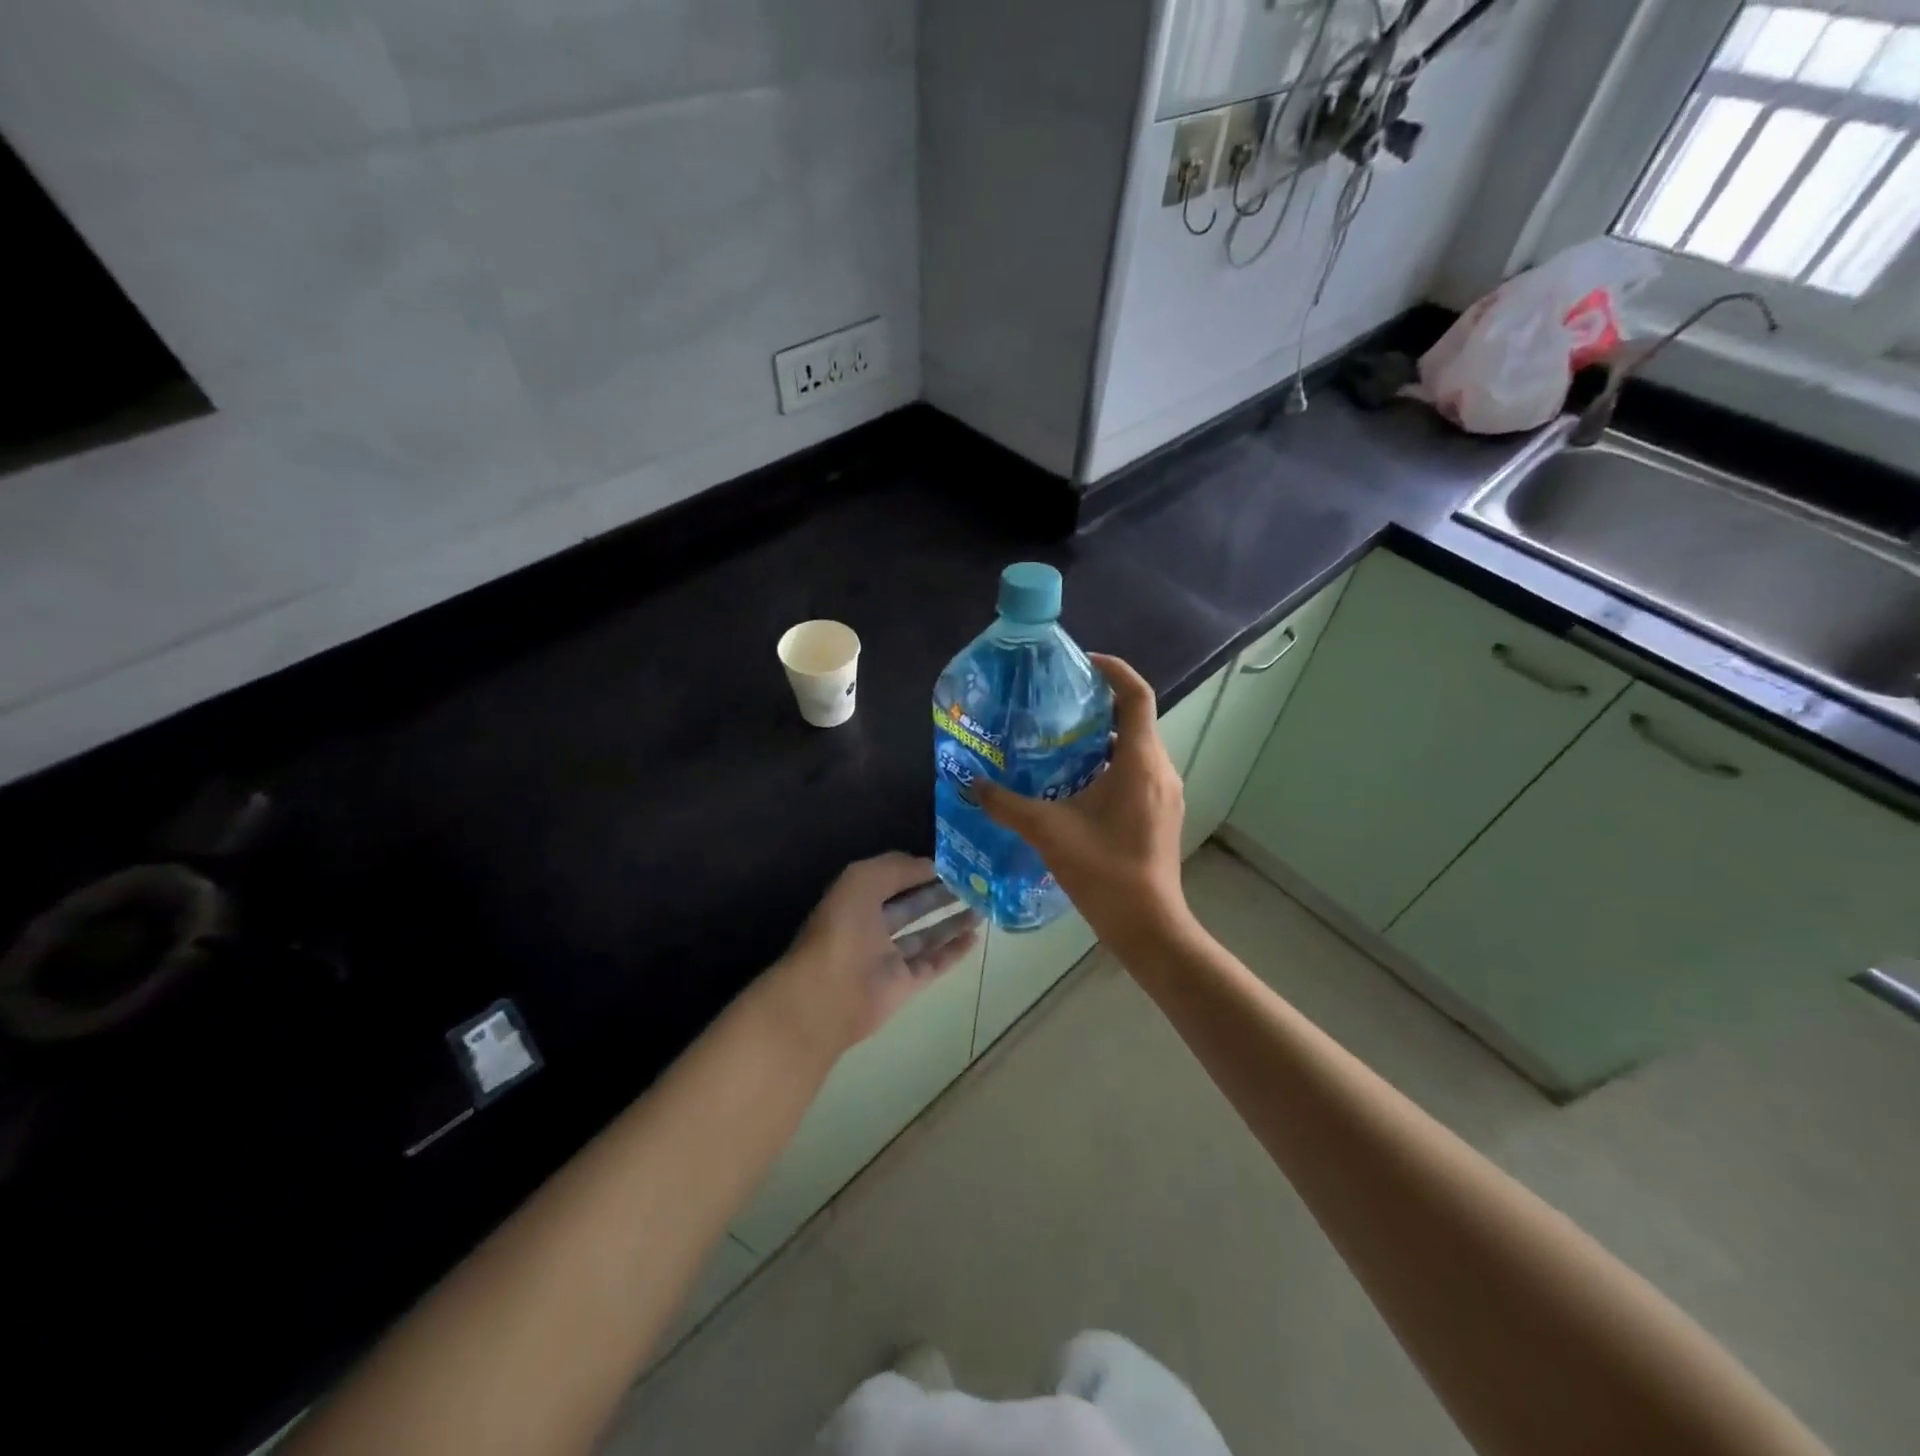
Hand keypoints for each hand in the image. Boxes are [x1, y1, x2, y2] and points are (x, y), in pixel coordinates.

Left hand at [775, 852, 980, 1057]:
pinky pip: (934, 963)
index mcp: (857, 900)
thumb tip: (932, 865)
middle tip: (975, 883)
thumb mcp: (863, 880)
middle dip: (940, 893)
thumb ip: (897, 868)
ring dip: (952, 920)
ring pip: (926, 934)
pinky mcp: (904, 984)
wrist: (829, 996)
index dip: (919, 869)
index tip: (953, 862)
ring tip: (982, 906)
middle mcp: (872, 927)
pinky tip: (975, 937)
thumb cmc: (843, 930)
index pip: (893, 879)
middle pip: (912, 906)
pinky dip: (954, 951)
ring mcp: (889, 958)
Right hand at [977, 654, 1190, 947]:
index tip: (1082, 662)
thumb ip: (1007, 805)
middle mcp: (1160, 769)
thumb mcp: (1048, 832)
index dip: (1113, 670)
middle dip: (1098, 705)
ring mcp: (1165, 792)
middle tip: (1056, 705)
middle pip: (1134, 719)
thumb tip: (972, 784)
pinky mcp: (1161, 812)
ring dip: (1102, 738)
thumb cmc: (1103, 871)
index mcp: (1139, 762)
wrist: (1147, 924)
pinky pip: (1137, 771)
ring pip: (1135, 747)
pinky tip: (1075, 783)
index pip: (1136, 695)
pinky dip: (1109, 764)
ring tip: (1059, 741)